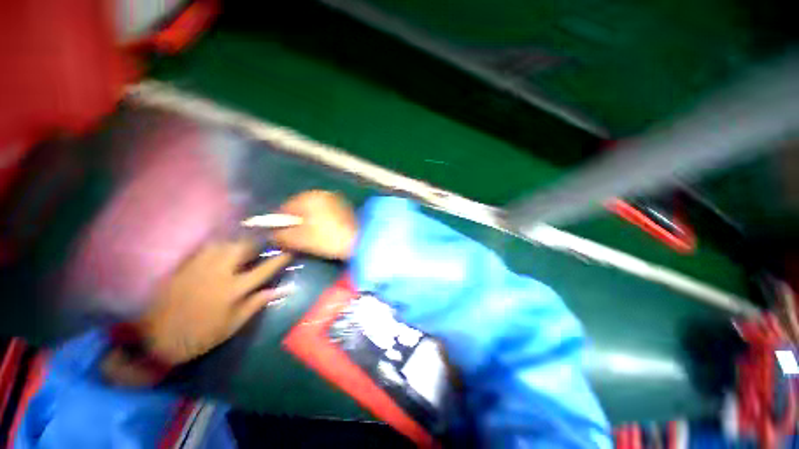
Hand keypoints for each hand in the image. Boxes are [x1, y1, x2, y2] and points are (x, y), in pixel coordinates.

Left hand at [135, 239, 292, 364]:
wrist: (155, 338)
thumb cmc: (199, 336)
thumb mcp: (232, 325)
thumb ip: (257, 303)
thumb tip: (282, 289)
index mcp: (233, 290)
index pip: (264, 269)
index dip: (280, 259)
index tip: (291, 250)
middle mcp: (219, 273)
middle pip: (243, 248)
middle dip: (258, 242)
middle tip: (267, 242)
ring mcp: (200, 266)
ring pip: (225, 243)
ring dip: (239, 240)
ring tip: (247, 242)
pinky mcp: (185, 265)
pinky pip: (206, 247)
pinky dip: (219, 243)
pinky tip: (223, 246)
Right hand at [271, 190, 357, 259]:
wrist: (362, 240)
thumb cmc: (328, 238)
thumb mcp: (300, 240)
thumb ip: (281, 236)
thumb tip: (271, 235)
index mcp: (309, 197)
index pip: (284, 207)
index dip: (278, 223)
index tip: (277, 236)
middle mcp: (322, 193)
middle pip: (300, 209)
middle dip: (295, 223)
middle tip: (294, 239)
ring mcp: (336, 199)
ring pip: (314, 211)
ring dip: (309, 223)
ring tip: (310, 238)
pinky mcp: (345, 208)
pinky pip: (327, 214)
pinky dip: (322, 222)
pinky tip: (324, 234)